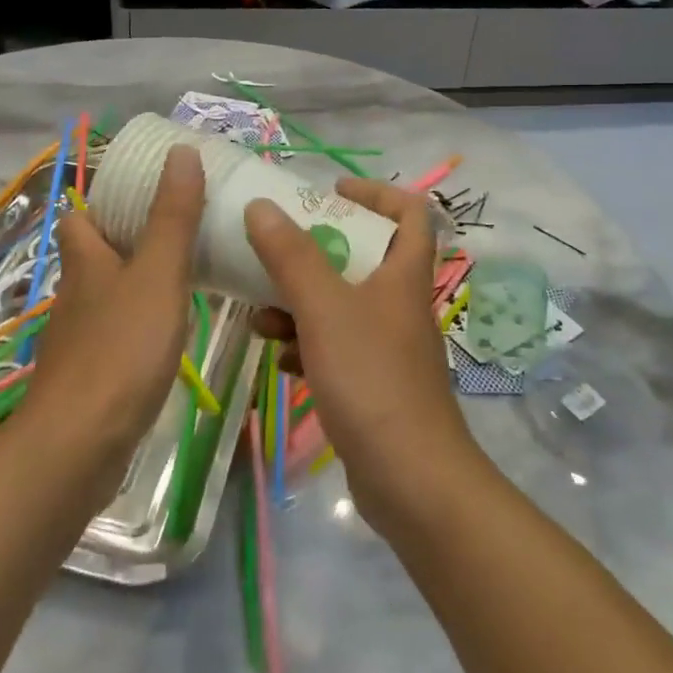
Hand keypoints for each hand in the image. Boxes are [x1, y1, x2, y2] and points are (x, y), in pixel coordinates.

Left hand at [23, 146, 204, 486]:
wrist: (79, 446)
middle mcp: (76, 294)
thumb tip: (182, 152)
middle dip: (128, 239)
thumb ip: (173, 216)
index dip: (101, 201)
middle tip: (180, 229)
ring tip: (186, 273)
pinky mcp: (90, 376)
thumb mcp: (157, 274)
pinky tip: (169, 332)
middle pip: (94, 255)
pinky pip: (117, 333)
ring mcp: (79, 338)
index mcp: (85, 261)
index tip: (143, 192)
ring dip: (137, 282)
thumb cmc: (120, 349)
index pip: (79, 217)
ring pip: (107, 295)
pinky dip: (140, 323)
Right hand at [243, 178, 475, 520]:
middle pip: (363, 256)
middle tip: (276, 249)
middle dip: (316, 251)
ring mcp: (387, 345)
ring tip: (261, 315)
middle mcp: (399, 303)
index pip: (409, 212)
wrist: (411, 480)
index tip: (330, 192)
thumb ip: (292, 256)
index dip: (375, 192)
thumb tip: (261, 206)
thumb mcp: (325, 309)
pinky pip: (335, 347)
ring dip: (301, 303)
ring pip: (341, 305)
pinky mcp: (372, 382)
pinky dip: (307, 345)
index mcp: (403, 274)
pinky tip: (279, 359)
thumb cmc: (372, 378)